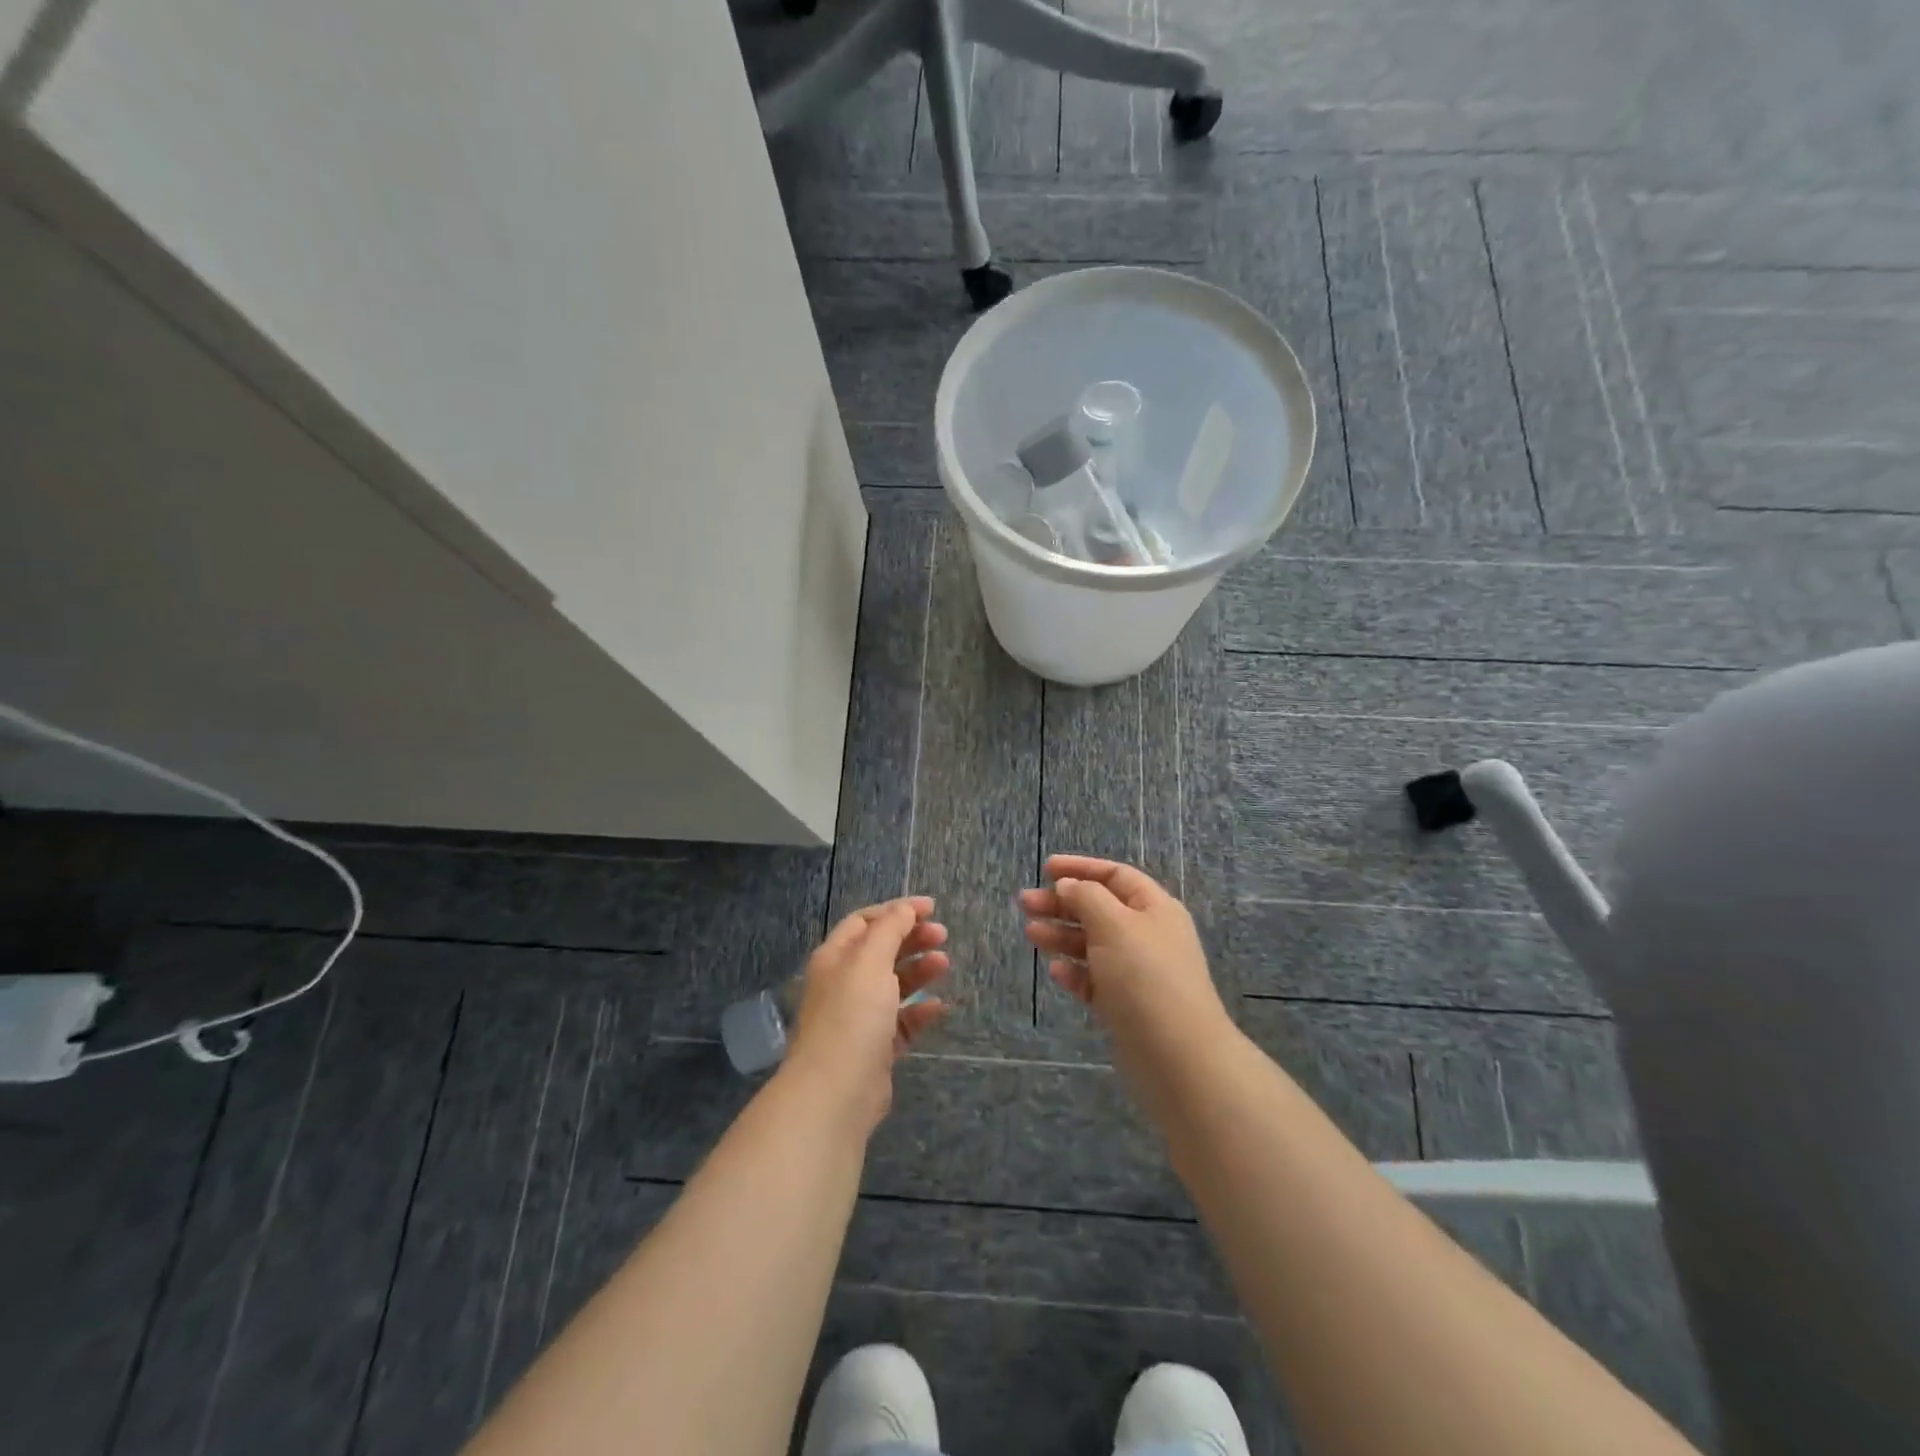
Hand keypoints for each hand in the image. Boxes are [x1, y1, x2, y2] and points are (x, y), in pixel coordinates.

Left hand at [783, 896, 949, 1130]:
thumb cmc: (851, 1014)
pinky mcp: (875, 1049)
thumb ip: (890, 929)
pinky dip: (919, 1011)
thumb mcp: (870, 960)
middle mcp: (843, 984)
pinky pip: (901, 1022)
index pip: (864, 922)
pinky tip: (938, 1006)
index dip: (897, 910)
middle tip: (942, 935)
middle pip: (880, 951)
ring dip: (918, 971)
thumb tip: (906, 908)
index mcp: (835, 958)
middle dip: (911, 938)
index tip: (931, 908)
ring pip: (892, 985)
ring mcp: (858, 1018)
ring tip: (944, 964)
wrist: (836, 1091)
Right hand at [1019, 855, 1226, 1033]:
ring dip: (1062, 935)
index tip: (1045, 869)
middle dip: (1062, 903)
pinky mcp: (1126, 1006)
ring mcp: (1137, 972)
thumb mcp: (1114, 924)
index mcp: (1154, 908)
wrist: (1177, 1056)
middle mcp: (1147, 935)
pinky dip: (1074, 972)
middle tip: (1024, 904)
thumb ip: (1086, 897)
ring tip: (1031, 934)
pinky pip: (1095, 980)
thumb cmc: (1145, 977)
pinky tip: (1055, 971)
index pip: (1115, 875)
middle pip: (1099, 908)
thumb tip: (1068, 885)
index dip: (1080, 868)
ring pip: (1093, 944)